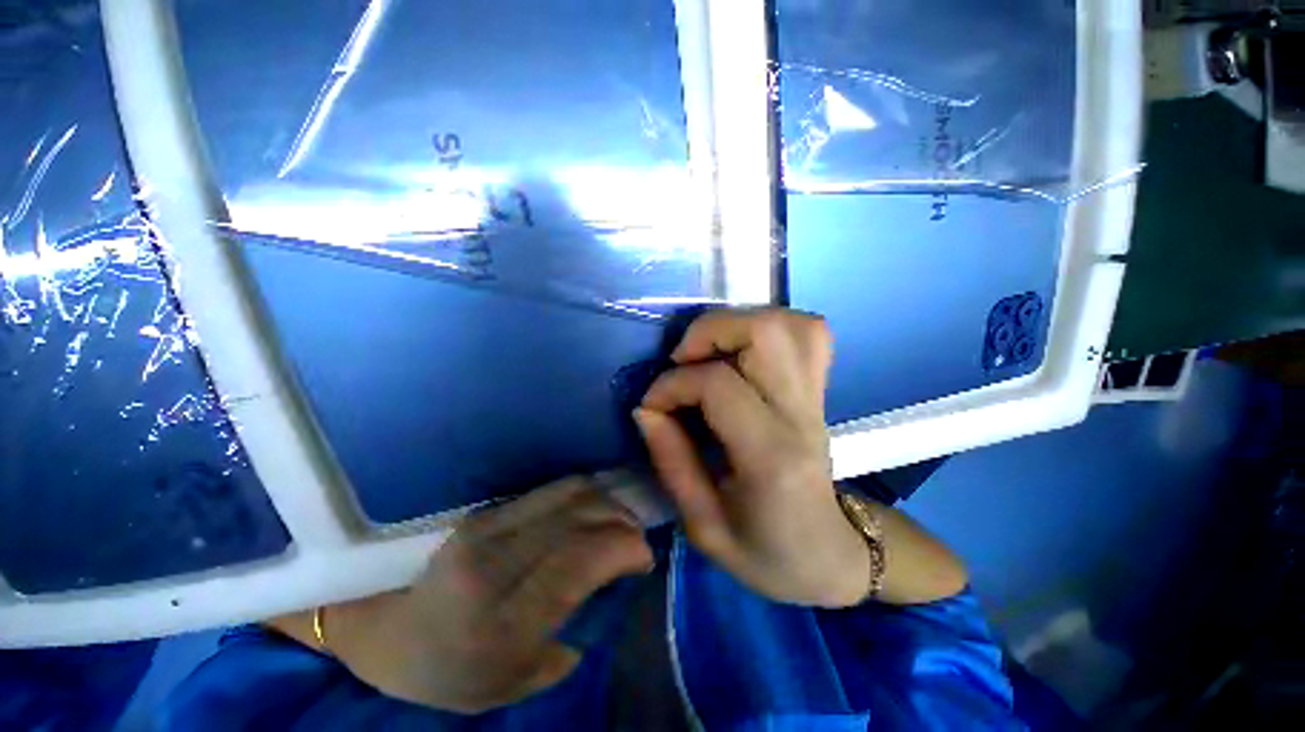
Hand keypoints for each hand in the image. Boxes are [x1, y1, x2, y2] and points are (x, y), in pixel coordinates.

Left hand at [323, 479, 652, 712]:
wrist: (380, 625)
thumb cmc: (442, 672)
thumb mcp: (506, 687)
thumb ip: (565, 646)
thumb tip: (606, 594)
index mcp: (501, 621)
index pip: (581, 559)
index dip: (625, 547)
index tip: (644, 557)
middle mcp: (497, 561)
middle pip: (581, 515)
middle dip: (622, 520)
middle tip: (635, 538)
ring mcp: (489, 526)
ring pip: (570, 492)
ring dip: (605, 501)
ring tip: (617, 521)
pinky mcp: (487, 510)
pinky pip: (551, 489)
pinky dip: (583, 494)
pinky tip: (591, 509)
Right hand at [635, 308, 870, 607]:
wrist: (831, 555)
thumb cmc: (768, 554)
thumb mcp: (704, 526)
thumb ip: (671, 462)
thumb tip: (646, 408)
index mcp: (771, 457)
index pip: (718, 384)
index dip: (672, 385)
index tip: (652, 406)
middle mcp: (801, 415)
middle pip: (765, 332)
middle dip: (708, 332)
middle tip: (682, 360)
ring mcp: (818, 398)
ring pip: (790, 324)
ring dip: (738, 323)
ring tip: (709, 352)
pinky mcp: (820, 391)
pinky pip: (809, 334)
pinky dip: (770, 327)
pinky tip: (743, 351)